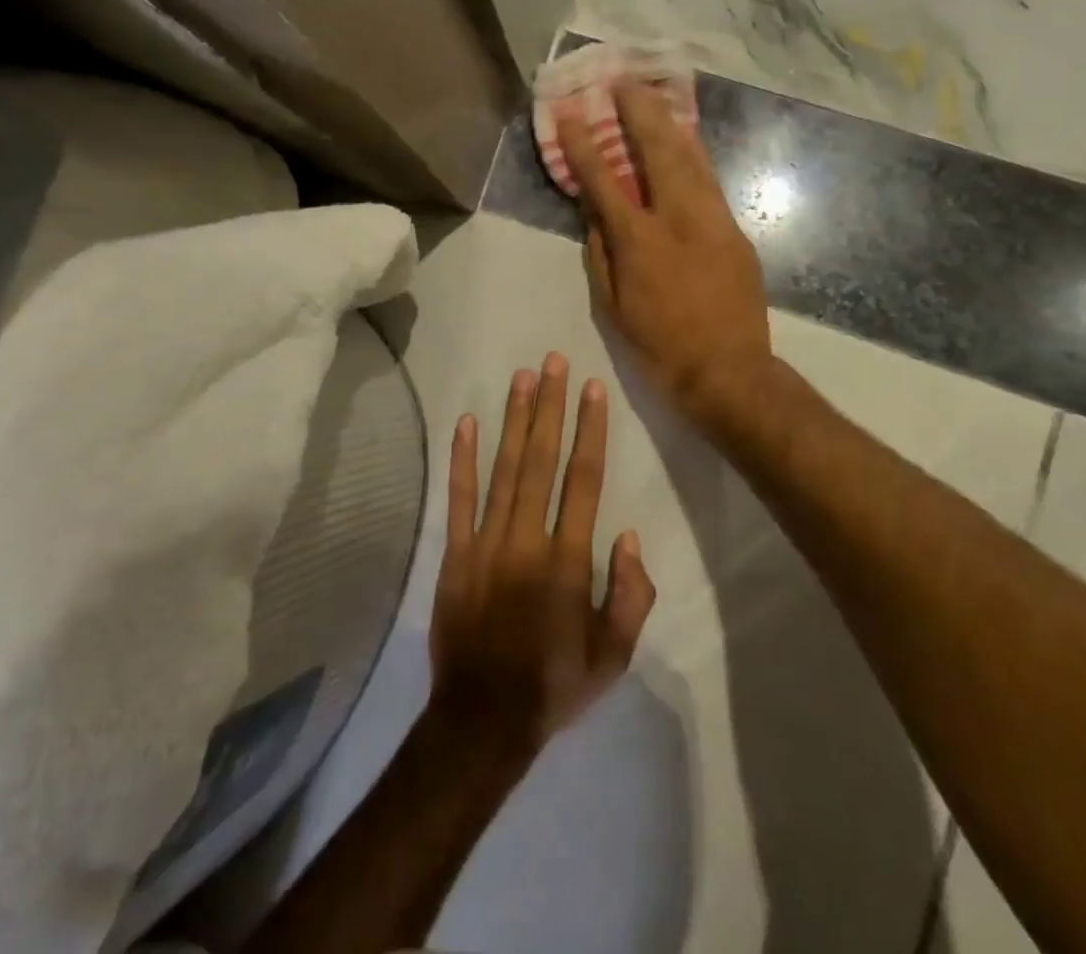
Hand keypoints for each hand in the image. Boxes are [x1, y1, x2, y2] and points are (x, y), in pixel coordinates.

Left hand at [429, 355, 656, 754]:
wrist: (482, 722)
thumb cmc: (554, 685)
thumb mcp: (614, 656)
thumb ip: (630, 596)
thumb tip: (626, 537)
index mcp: (568, 561)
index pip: (584, 480)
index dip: (590, 431)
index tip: (592, 390)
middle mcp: (528, 539)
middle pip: (542, 460)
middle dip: (550, 407)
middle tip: (552, 362)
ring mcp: (486, 543)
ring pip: (504, 468)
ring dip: (514, 420)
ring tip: (521, 377)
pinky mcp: (455, 553)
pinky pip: (459, 498)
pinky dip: (462, 459)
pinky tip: (467, 422)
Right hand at [557, 83, 772, 422]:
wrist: (729, 372)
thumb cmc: (659, 346)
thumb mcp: (612, 306)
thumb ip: (601, 252)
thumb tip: (594, 212)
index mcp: (640, 243)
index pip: (604, 182)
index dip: (585, 145)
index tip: (572, 112)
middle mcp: (679, 220)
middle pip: (658, 152)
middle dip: (638, 112)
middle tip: (624, 81)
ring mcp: (714, 222)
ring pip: (692, 160)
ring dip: (670, 124)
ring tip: (655, 96)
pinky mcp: (735, 232)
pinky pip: (710, 183)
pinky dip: (694, 157)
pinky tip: (685, 142)